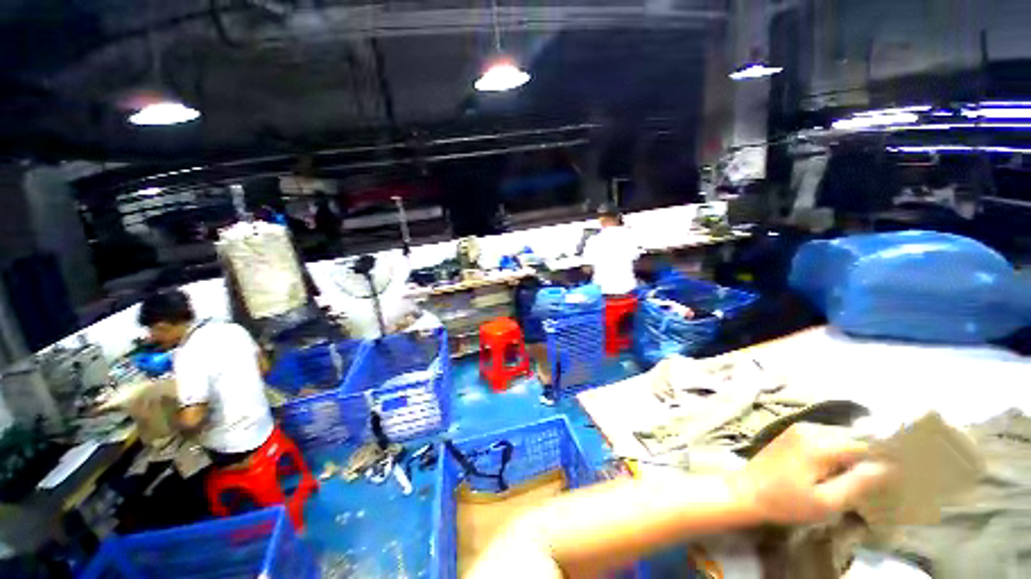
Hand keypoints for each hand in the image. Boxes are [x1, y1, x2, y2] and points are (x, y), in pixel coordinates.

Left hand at [730, 423, 890, 524]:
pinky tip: (835, 472)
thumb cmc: (785, 502)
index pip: (866, 444)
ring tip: (857, 478)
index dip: (883, 459)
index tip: (897, 475)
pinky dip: (836, 453)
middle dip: (867, 457)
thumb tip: (887, 468)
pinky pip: (824, 439)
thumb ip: (858, 483)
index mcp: (820, 443)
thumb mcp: (826, 502)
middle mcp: (810, 428)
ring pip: (840, 438)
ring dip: (851, 456)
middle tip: (875, 480)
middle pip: (853, 439)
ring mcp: (799, 429)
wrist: (744, 492)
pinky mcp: (792, 434)